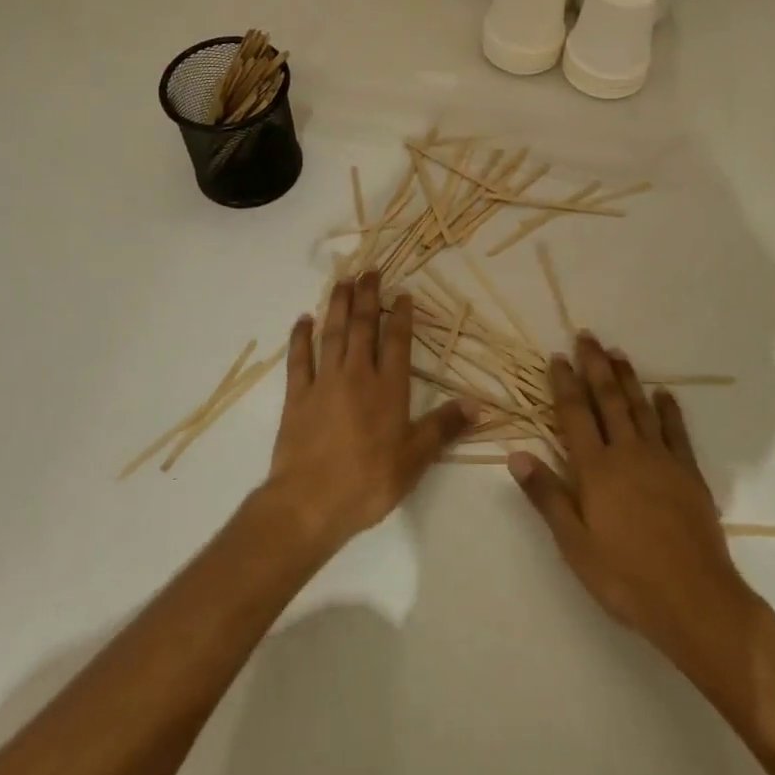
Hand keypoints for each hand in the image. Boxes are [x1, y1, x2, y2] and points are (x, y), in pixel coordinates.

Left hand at [257, 271, 469, 557]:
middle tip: (369, 271)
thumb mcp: (415, 459)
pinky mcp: (297, 396)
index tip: (402, 292)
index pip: (396, 341)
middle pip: (362, 326)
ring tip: (341, 281)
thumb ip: (444, 427)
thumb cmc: (368, 482)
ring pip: (332, 333)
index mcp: (388, 388)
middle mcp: (356, 375)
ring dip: (336, 305)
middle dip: (367, 296)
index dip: (400, 314)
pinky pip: (299, 358)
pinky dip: (300, 337)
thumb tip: (477, 404)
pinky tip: (303, 320)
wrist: (310, 503)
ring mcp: (324, 382)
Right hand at [510, 334, 750, 658]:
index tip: (558, 356)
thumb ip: (547, 496)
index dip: (565, 383)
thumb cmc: (625, 577)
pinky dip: (669, 410)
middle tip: (587, 336)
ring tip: (617, 352)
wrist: (695, 600)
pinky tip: (664, 393)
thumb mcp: (575, 545)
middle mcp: (627, 453)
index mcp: (596, 469)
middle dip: (595, 366)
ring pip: (640, 408)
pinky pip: (677, 432)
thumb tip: (516, 454)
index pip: (575, 414)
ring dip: (627, 378)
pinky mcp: (689, 474)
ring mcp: (662, 460)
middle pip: (609, 400)